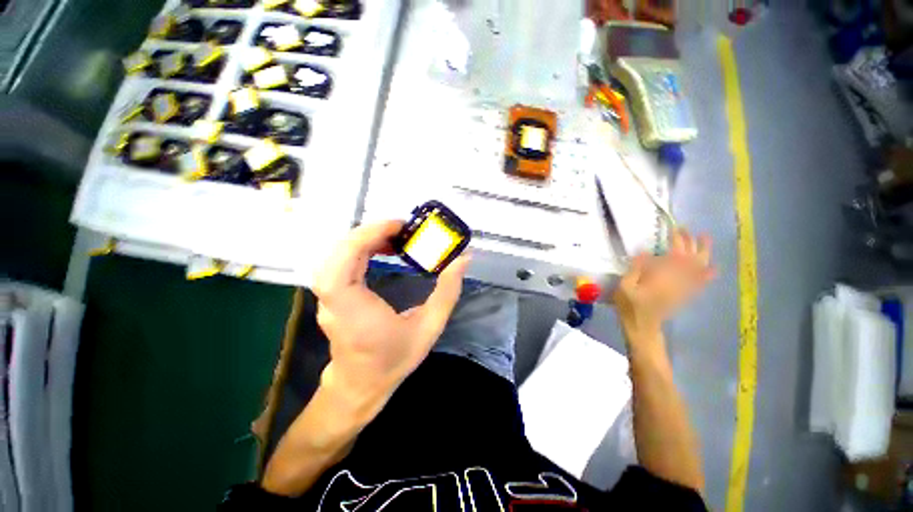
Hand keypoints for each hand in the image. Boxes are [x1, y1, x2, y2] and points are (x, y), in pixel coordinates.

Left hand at [312, 221, 470, 410]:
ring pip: (336, 255)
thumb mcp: (430, 327)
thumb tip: (463, 260)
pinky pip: (339, 263)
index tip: (398, 226)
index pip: (343, 265)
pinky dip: (359, 249)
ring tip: (394, 237)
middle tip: (401, 229)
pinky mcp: (331, 296)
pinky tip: (381, 249)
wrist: (361, 384)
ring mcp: (327, 298)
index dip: (366, 237)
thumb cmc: (394, 359)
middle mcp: (334, 301)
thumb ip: (448, 292)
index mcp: (356, 311)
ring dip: (365, 239)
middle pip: (338, 253)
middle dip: (370, 233)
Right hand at [613, 228, 714, 345]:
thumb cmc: (629, 306)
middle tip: (686, 229)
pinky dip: (706, 275)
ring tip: (705, 239)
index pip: (674, 255)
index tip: (674, 228)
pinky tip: (713, 268)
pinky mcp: (685, 295)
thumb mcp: (625, 287)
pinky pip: (699, 283)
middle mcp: (678, 282)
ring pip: (698, 269)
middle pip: (689, 259)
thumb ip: (636, 270)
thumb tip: (645, 252)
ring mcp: (684, 289)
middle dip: (690, 242)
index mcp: (662, 278)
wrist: (642, 328)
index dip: (677, 241)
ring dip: (703, 253)